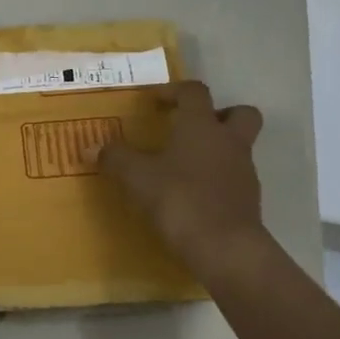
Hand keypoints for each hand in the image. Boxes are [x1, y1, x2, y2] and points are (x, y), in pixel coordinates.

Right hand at [99, 82, 268, 273]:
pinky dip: (218, 180)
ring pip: (240, 147)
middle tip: (192, 128)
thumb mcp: (137, 178)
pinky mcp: (249, 200)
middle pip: (240, 113)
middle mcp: (228, 141)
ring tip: (186, 167)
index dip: (174, 91)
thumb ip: (116, 159)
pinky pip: (235, 178)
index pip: (194, 91)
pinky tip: (194, 195)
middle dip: (220, 114)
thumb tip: (90, 148)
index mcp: (201, 125)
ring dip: (218, 150)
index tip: (154, 102)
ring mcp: (244, 171)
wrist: (224, 248)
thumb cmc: (179, 199)